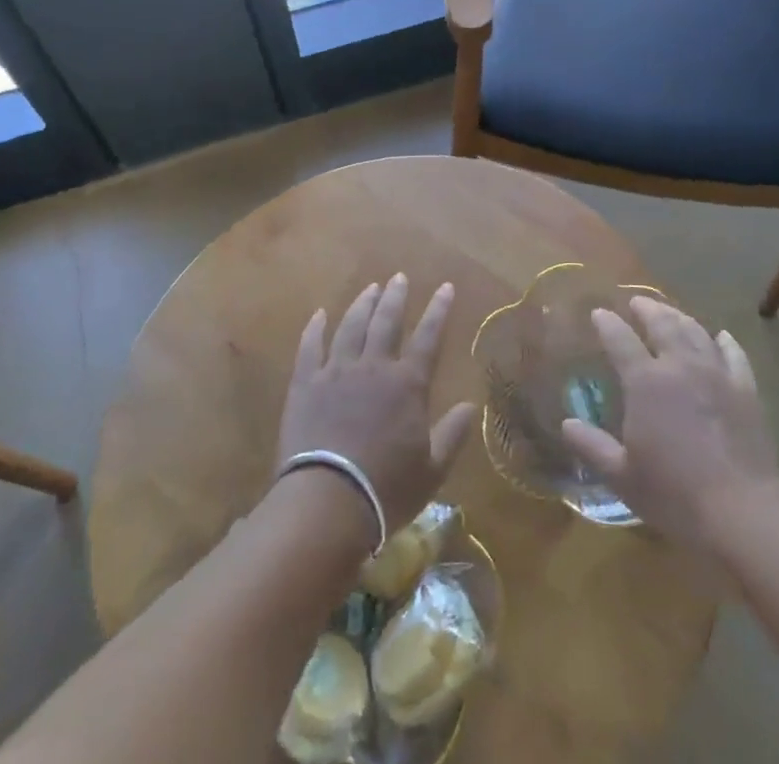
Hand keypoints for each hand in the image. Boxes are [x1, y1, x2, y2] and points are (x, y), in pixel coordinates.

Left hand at [276, 274, 478, 535]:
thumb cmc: (386, 489)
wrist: (327, 502)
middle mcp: (374, 367)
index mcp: (408, 384)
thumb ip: (453, 434)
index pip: (428, 336)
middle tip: (400, 277)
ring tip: (370, 288)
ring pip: (352, 326)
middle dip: (396, 297)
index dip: (439, 310)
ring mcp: (336, 372)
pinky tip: (320, 314)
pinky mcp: (306, 384)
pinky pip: (311, 347)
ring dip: (363, 304)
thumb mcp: (432, 470)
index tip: (446, 287)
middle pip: (387, 321)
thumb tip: (472, 406)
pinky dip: (316, 328)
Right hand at [562, 296, 778, 557]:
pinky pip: (734, 355)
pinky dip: (725, 342)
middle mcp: (680, 365)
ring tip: (669, 312)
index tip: (598, 313)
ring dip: (679, 317)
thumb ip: (592, 446)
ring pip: (695, 332)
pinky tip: (721, 336)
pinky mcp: (745, 390)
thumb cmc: (674, 494)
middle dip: (646, 309)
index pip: (620, 339)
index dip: (607, 323)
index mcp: (645, 381)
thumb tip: (567, 424)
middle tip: (636, 302)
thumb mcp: (622, 476)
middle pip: (662, 324)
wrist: (742, 511)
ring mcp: (716, 374)